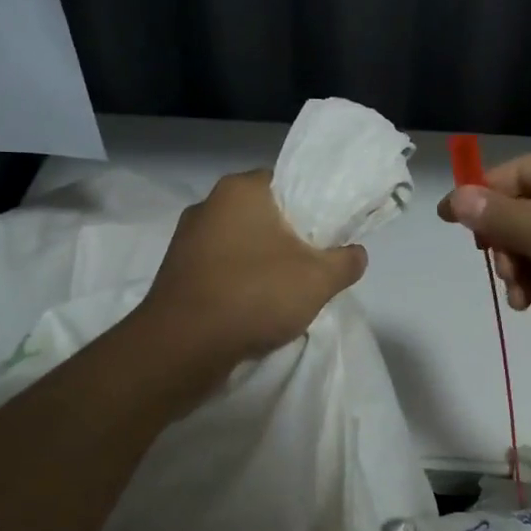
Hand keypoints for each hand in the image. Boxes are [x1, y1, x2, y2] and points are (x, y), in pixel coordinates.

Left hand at [139, 170, 367, 375]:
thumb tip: (356, 254)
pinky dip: (238, 281)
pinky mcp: (175, 271)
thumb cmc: (254, 295)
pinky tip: (252, 307)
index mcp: (240, 189)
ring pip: (240, 242)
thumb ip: (346, 261)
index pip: (287, 183)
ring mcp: (185, 239)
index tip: (327, 235)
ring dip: (261, 261)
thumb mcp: (319, 279)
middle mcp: (208, 204)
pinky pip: (219, 267)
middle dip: (288, 237)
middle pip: (263, 214)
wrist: (182, 347)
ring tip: (284, 291)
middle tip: (312, 264)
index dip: (312, 207)